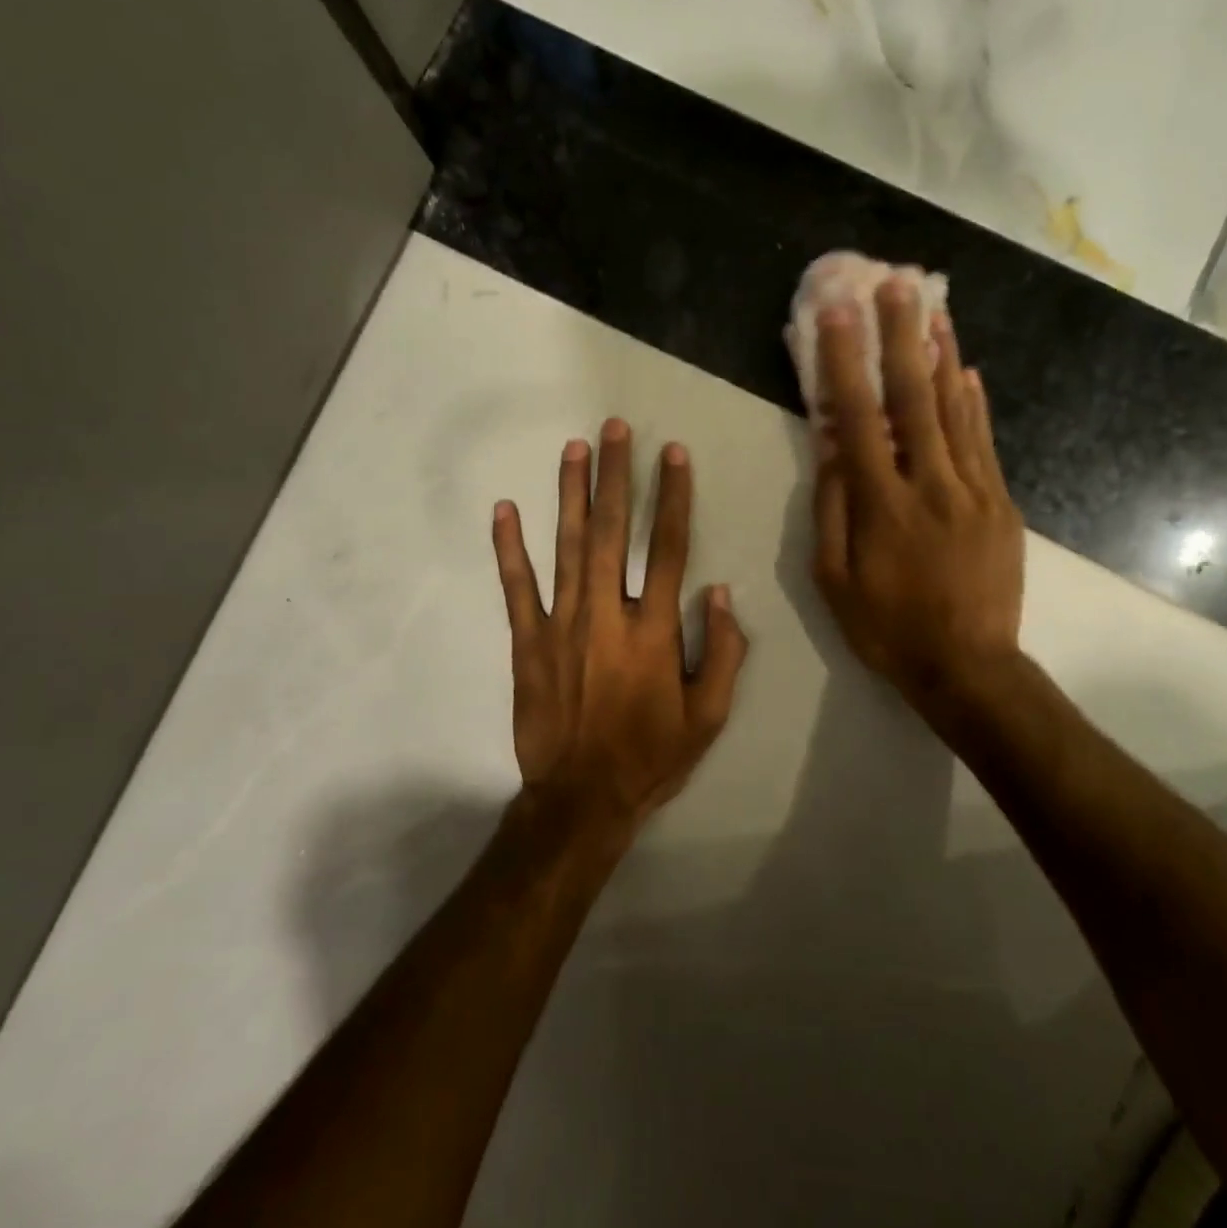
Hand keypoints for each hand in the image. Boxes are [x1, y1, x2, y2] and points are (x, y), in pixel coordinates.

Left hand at [492, 420, 748, 838]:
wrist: (580, 799)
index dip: (672, 497)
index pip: (666, 548)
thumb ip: (723, 652)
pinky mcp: (525, 642)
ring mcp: (560, 625)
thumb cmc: (650, 757)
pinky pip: (516, 587)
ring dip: (570, 493)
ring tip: (574, 448)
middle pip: (611, 531)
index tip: (673, 454)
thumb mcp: (709, 717)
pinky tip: (504, 509)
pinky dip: (509, 547)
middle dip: (616, 475)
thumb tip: (721, 592)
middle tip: (615, 428)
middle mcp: (606, 615)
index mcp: (654, 631)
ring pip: (565, 546)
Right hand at [811, 275, 1027, 731]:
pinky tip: (965, 369)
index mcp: (882, 506)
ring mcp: (974, 490)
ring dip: (942, 355)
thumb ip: (833, 508)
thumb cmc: (887, 628)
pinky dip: (973, 402)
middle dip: (901, 335)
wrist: (968, 666)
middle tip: (896, 283)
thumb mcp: (835, 579)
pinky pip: (984, 441)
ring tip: (935, 307)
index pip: (858, 419)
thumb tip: (829, 447)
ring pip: (955, 410)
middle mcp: (930, 485)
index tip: (838, 314)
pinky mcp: (1001, 502)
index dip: (845, 362)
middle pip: (913, 398)